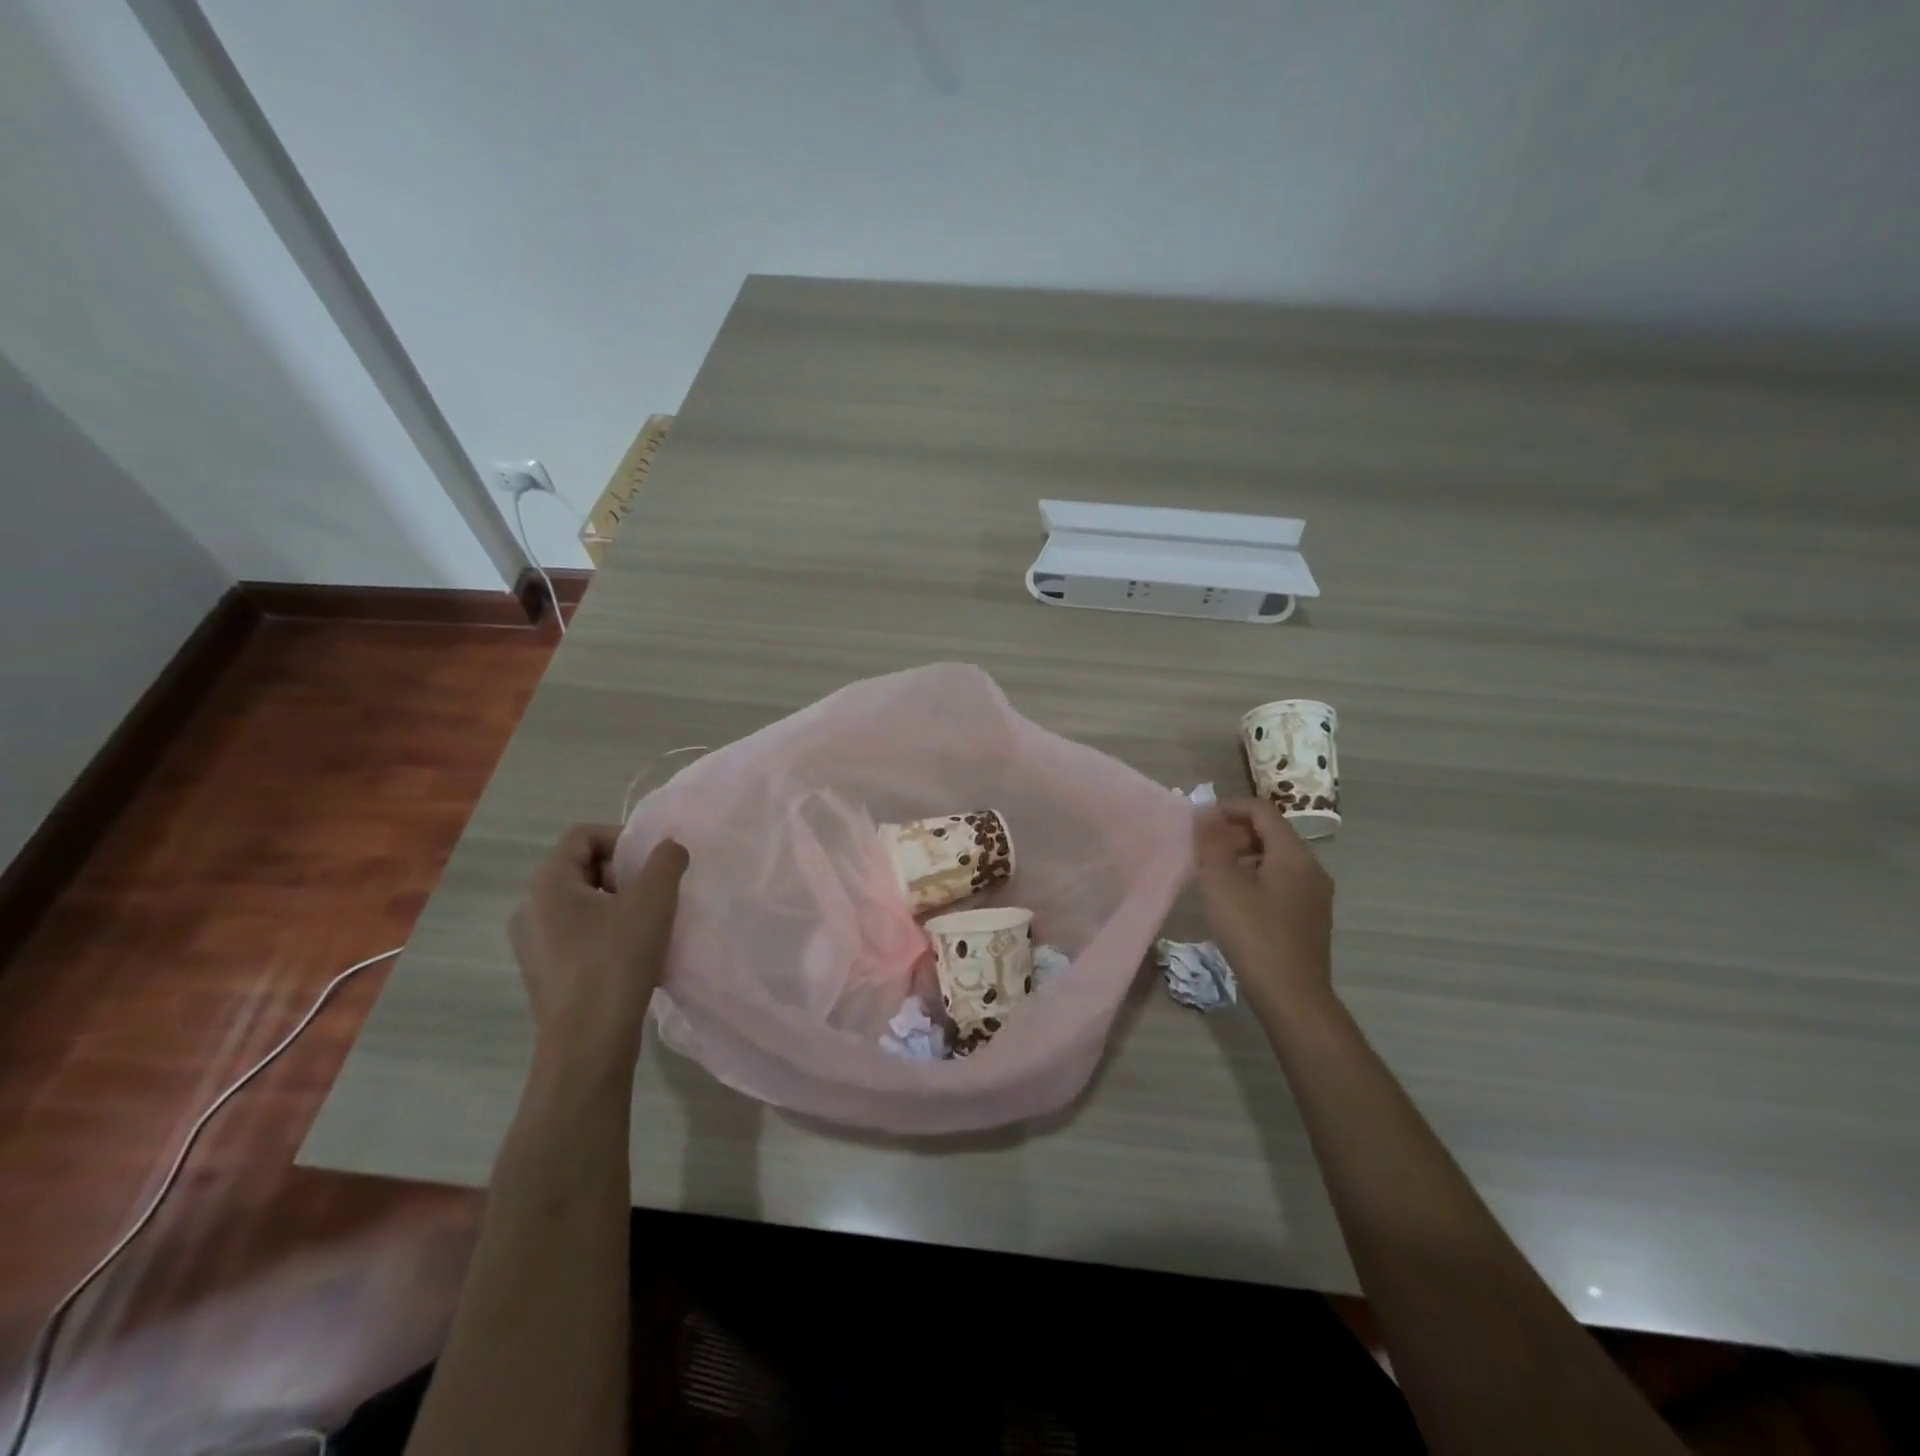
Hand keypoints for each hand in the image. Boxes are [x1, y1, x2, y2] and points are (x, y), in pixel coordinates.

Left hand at [508, 824, 688, 1073]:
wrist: (588, 1043)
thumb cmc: (616, 962)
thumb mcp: (653, 902)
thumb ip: (665, 862)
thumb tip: (669, 847)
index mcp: (547, 884)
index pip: (582, 835)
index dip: (622, 838)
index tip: (652, 863)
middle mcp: (529, 907)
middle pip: (581, 866)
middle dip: (623, 871)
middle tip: (654, 891)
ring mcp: (532, 942)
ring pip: (581, 901)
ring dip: (617, 901)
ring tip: (648, 922)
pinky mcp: (544, 970)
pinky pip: (576, 931)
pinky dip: (605, 928)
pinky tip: (631, 952)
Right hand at [1195, 799, 1334, 1012]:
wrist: (1292, 995)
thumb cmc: (1254, 933)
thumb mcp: (1223, 884)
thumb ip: (1211, 844)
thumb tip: (1205, 814)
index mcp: (1294, 854)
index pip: (1261, 810)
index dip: (1228, 808)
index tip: (1198, 822)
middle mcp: (1311, 868)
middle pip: (1270, 833)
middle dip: (1233, 833)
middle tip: (1201, 849)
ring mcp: (1314, 895)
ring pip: (1274, 860)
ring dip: (1242, 857)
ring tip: (1211, 874)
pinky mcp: (1310, 918)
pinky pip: (1280, 882)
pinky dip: (1254, 878)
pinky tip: (1233, 901)